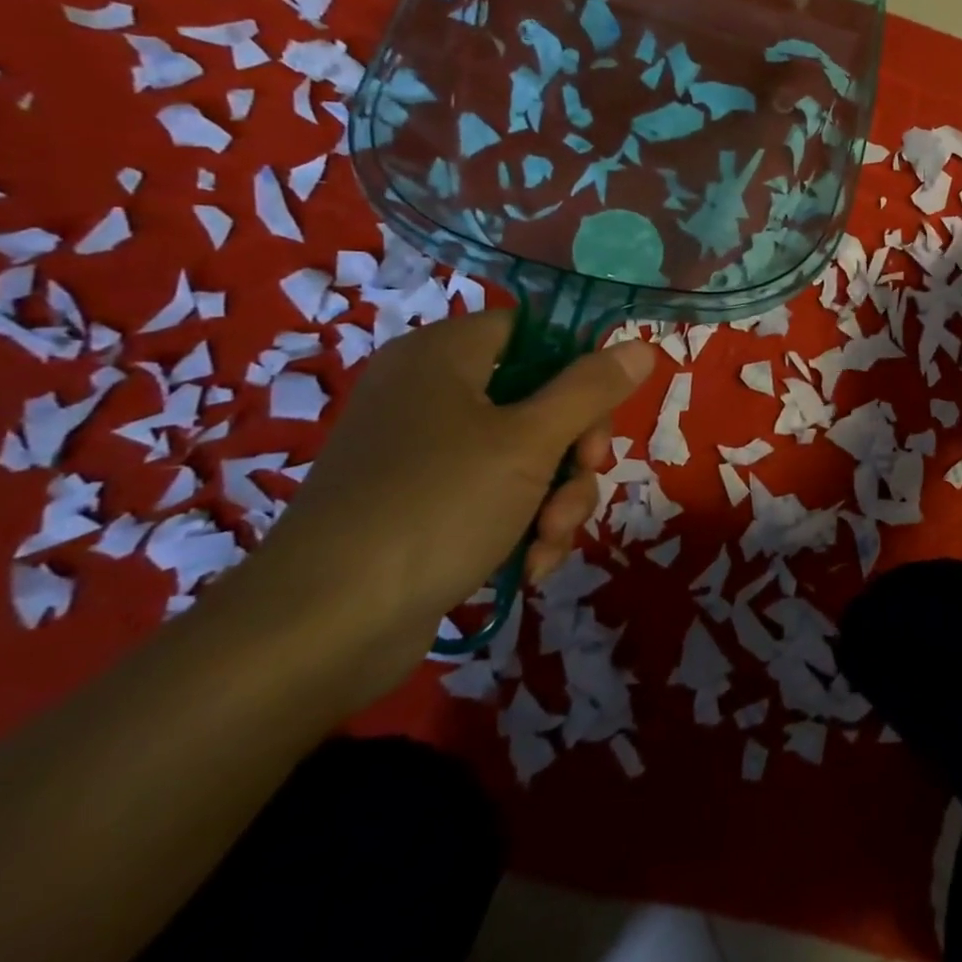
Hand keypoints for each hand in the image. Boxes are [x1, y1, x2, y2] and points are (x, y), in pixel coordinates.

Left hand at [244, 312, 656, 683]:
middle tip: (583, 475)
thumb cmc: (435, 506)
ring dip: (556, 498)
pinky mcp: (423, 509)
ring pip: (526, 456)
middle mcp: (431, 396)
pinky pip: (496, 498)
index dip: (576, 365)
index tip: (601, 409)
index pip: (531, 331)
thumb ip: (591, 388)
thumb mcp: (530, 441)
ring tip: (549, 540)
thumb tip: (641, 345)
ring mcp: (424, 456)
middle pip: (538, 398)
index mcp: (444, 357)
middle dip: (573, 450)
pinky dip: (521, 526)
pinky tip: (528, 565)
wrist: (320, 629)